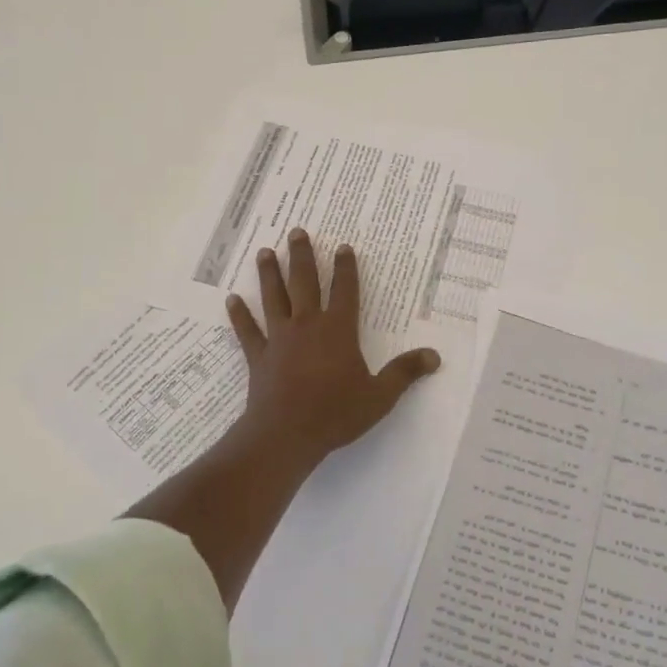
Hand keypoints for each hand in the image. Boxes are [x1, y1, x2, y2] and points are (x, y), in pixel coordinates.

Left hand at [224, 229, 441, 468]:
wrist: (286, 434)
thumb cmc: (336, 413)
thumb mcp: (380, 396)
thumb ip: (405, 373)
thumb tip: (434, 356)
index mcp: (338, 330)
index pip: (345, 291)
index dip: (346, 268)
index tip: (344, 247)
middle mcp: (307, 325)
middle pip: (304, 282)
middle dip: (302, 256)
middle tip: (296, 232)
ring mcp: (279, 339)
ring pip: (274, 298)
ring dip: (269, 274)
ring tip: (265, 251)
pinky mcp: (259, 356)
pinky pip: (248, 330)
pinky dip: (239, 314)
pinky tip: (231, 299)